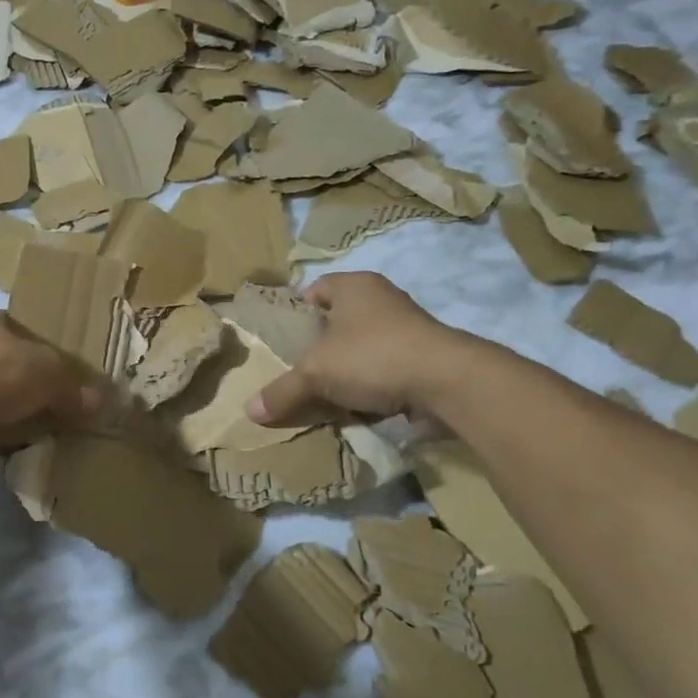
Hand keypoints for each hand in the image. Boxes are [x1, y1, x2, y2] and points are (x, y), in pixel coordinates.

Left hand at [0, 309, 98, 464]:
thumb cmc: (1, 371)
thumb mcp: (50, 371)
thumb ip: (72, 387)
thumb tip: (97, 401)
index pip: (13, 324)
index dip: (37, 340)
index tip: (58, 359)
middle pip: (5, 360)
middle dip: (28, 378)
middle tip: (57, 392)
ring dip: (16, 407)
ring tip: (47, 418)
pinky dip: (6, 430)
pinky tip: (29, 439)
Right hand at [246, 273, 480, 426]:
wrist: (447, 382)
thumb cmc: (372, 356)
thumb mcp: (315, 374)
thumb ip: (283, 390)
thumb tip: (249, 412)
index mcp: (354, 285)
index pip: (316, 289)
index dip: (298, 311)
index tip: (287, 339)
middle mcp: (382, 298)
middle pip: (341, 319)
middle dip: (323, 344)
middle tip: (303, 369)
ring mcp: (409, 326)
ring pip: (365, 345)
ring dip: (350, 367)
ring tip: (329, 393)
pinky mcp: (427, 355)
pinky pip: (388, 366)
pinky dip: (374, 384)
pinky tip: (361, 406)